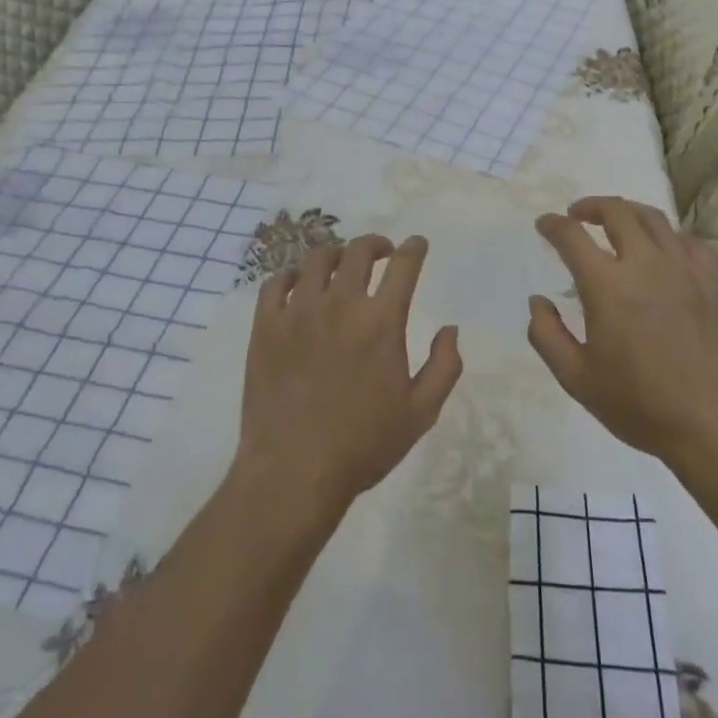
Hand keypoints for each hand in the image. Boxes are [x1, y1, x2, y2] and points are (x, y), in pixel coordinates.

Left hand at [236, 234, 463, 519]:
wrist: (293, 473)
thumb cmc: (362, 445)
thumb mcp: (420, 414)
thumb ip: (444, 366)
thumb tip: (450, 329)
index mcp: (381, 322)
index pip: (403, 265)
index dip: (414, 248)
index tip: (417, 244)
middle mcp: (341, 304)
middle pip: (359, 251)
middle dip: (376, 244)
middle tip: (381, 253)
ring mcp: (299, 311)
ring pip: (317, 259)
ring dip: (336, 254)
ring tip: (341, 265)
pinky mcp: (266, 326)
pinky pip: (277, 282)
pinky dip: (291, 276)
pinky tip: (299, 285)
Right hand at [528, 197, 717, 469]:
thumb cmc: (642, 406)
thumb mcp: (577, 380)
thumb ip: (547, 336)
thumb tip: (537, 302)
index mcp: (606, 284)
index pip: (571, 235)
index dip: (553, 224)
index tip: (544, 224)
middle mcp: (645, 263)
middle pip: (616, 211)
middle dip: (591, 206)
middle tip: (578, 214)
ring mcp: (684, 268)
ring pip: (653, 217)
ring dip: (627, 211)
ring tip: (617, 221)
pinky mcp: (713, 281)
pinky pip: (687, 241)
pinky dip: (666, 236)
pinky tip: (662, 250)